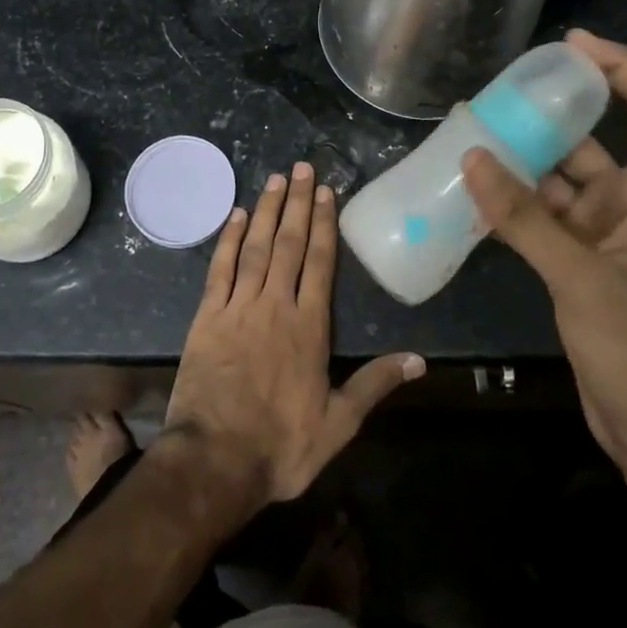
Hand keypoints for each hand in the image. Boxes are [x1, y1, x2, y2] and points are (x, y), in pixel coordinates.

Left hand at [164, 161, 424, 505]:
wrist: (215, 461)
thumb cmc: (281, 446)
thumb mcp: (339, 424)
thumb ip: (375, 385)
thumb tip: (419, 360)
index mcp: (309, 326)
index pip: (320, 262)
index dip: (324, 224)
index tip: (326, 192)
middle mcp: (276, 305)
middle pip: (290, 243)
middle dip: (298, 202)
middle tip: (303, 166)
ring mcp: (239, 307)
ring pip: (257, 247)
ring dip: (268, 210)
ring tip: (277, 178)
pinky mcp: (207, 316)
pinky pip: (220, 268)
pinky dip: (229, 239)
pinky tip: (237, 215)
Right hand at [462, 32, 626, 483]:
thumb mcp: (581, 277)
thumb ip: (526, 218)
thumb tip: (473, 157)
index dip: (623, 70)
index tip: (574, 45)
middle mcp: (624, 206)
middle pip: (588, 141)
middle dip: (545, 116)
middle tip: (492, 94)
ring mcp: (596, 235)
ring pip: (554, 180)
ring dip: (517, 162)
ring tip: (467, 136)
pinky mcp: (571, 262)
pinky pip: (536, 216)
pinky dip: (508, 202)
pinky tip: (471, 191)